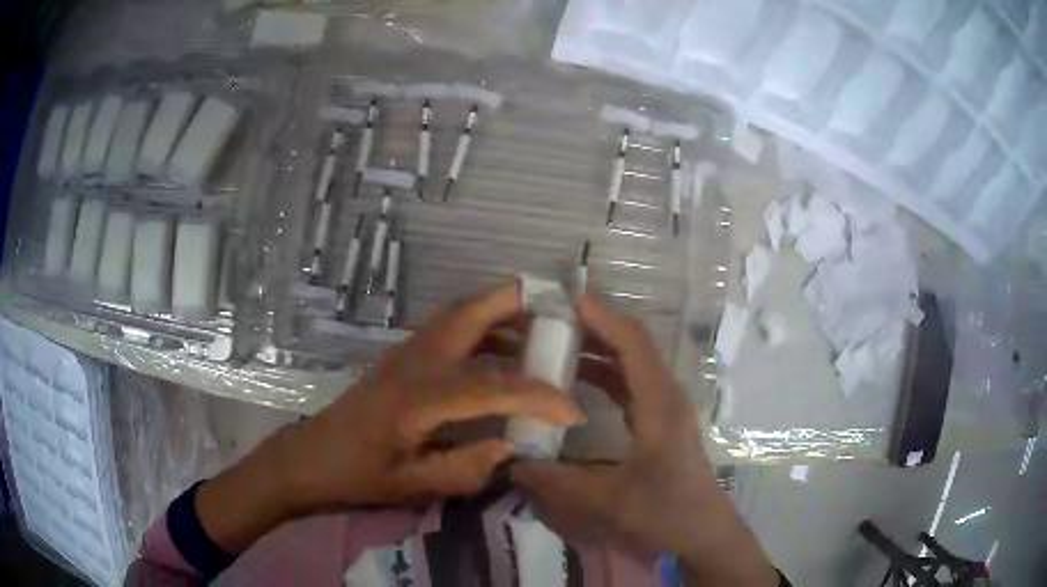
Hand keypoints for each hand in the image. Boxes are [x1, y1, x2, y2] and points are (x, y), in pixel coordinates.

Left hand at [196, 283, 582, 552]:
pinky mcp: (401, 356)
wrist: (311, 457)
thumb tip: (511, 445)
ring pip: (460, 313)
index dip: (537, 397)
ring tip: (538, 328)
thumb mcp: (414, 486)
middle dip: (517, 303)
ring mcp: (405, 352)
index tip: (572, 412)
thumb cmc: (358, 475)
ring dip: (500, 312)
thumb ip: (468, 467)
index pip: (491, 386)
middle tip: (559, 310)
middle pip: (470, 313)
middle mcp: (414, 362)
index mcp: (418, 398)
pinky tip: (499, 350)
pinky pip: (449, 327)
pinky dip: (481, 326)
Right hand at [511, 296, 777, 585]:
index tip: (566, 301)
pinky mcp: (660, 421)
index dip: (603, 318)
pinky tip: (577, 380)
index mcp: (660, 405)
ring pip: (632, 364)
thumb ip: (557, 482)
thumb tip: (510, 464)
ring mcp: (665, 408)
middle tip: (550, 320)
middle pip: (633, 346)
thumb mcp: (608, 500)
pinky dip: (605, 374)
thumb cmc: (665, 512)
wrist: (704, 532)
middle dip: (595, 327)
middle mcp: (665, 397)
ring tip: (556, 343)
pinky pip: (631, 384)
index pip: (633, 345)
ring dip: (599, 349)